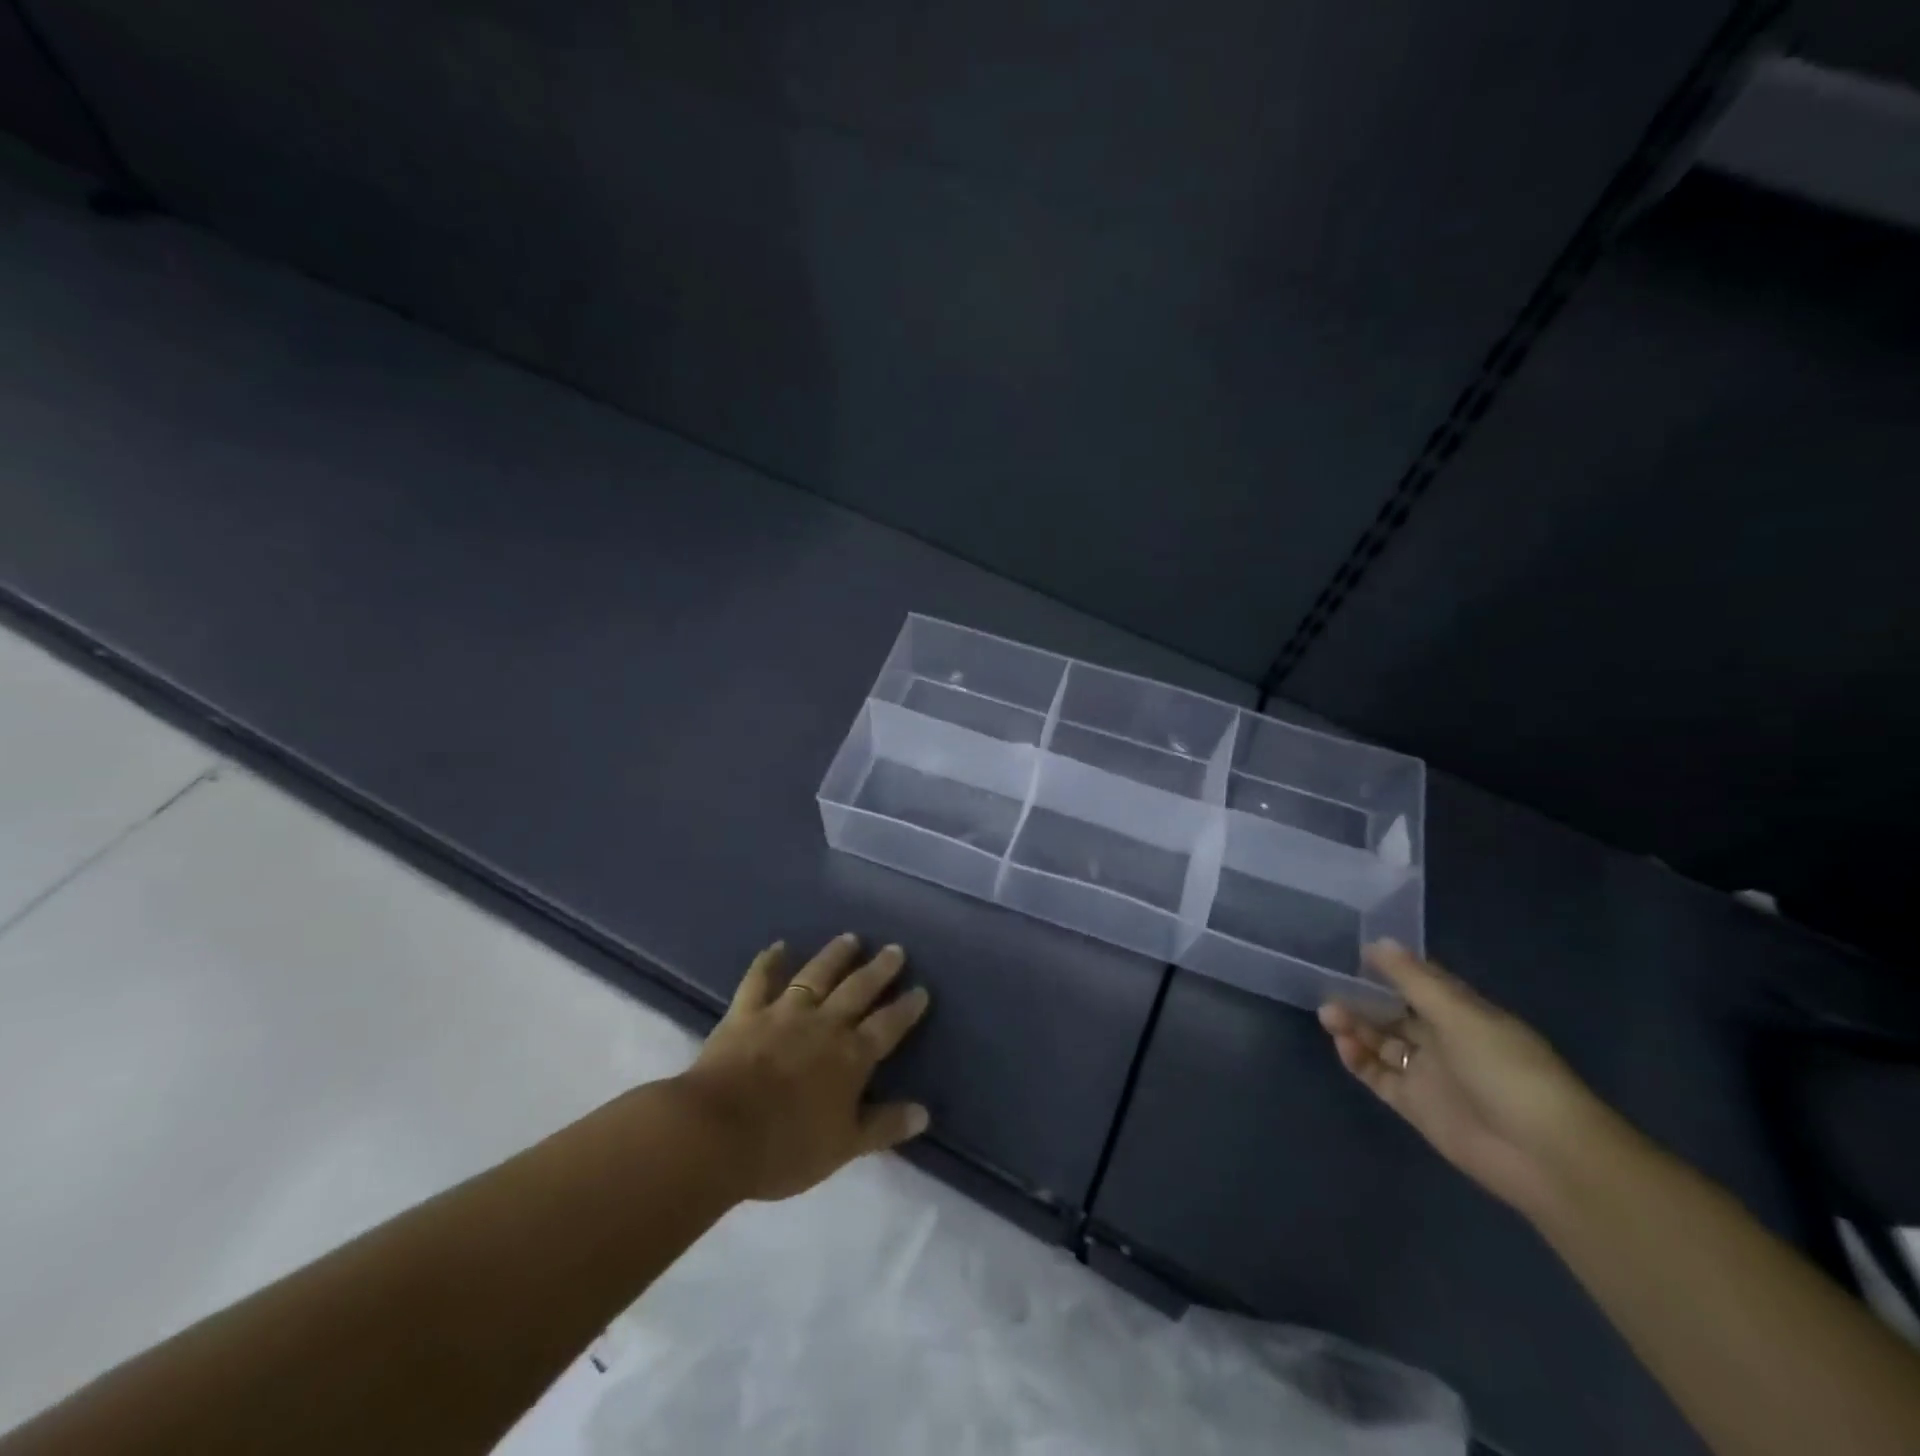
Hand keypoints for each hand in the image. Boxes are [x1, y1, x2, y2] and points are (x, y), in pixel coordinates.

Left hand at [675, 934, 931, 1201]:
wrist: (716, 1133)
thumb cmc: (785, 1147)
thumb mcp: (843, 1147)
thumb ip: (884, 1126)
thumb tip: (924, 1113)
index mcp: (851, 1056)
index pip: (887, 1026)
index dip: (906, 1008)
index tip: (921, 990)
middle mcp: (823, 1025)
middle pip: (858, 990)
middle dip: (879, 970)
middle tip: (894, 949)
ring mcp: (783, 1014)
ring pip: (815, 975)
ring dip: (834, 956)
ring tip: (850, 938)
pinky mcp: (745, 1014)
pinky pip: (759, 980)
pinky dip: (768, 962)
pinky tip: (777, 946)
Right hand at [1319, 941, 1610, 1213]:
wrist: (1543, 1155)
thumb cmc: (1507, 1070)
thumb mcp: (1459, 1016)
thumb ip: (1413, 980)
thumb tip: (1378, 942)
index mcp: (1464, 1014)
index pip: (1422, 984)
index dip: (1391, 969)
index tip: (1355, 953)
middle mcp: (1445, 1041)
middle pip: (1395, 1014)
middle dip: (1363, 1000)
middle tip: (1329, 990)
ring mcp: (1430, 1075)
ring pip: (1382, 1043)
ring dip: (1355, 1028)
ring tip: (1329, 1016)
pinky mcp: (1416, 1106)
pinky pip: (1379, 1077)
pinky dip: (1358, 1060)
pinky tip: (1343, 1045)